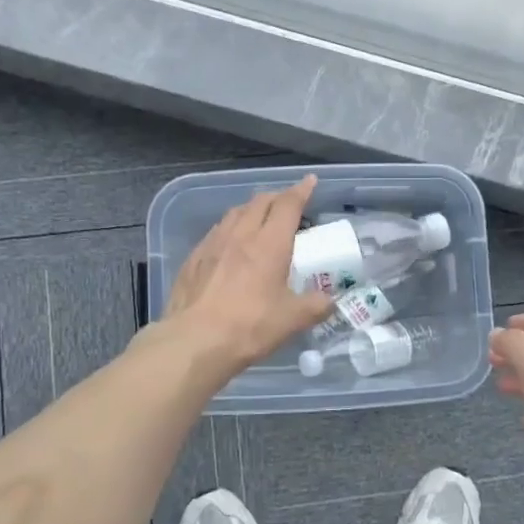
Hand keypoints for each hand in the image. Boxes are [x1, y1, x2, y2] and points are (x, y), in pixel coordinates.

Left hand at [165, 175, 335, 373]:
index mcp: (270, 244)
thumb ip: (316, 306)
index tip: (310, 181)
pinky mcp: (193, 259)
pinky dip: (230, 229)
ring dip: (251, 210)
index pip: (288, 205)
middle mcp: (241, 235)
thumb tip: (330, 301)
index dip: (301, 190)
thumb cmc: (249, 326)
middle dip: (277, 197)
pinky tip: (230, 244)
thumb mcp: (292, 320)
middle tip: (288, 203)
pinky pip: (216, 232)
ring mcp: (213, 244)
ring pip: (235, 213)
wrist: (194, 341)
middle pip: (260, 202)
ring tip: (259, 219)